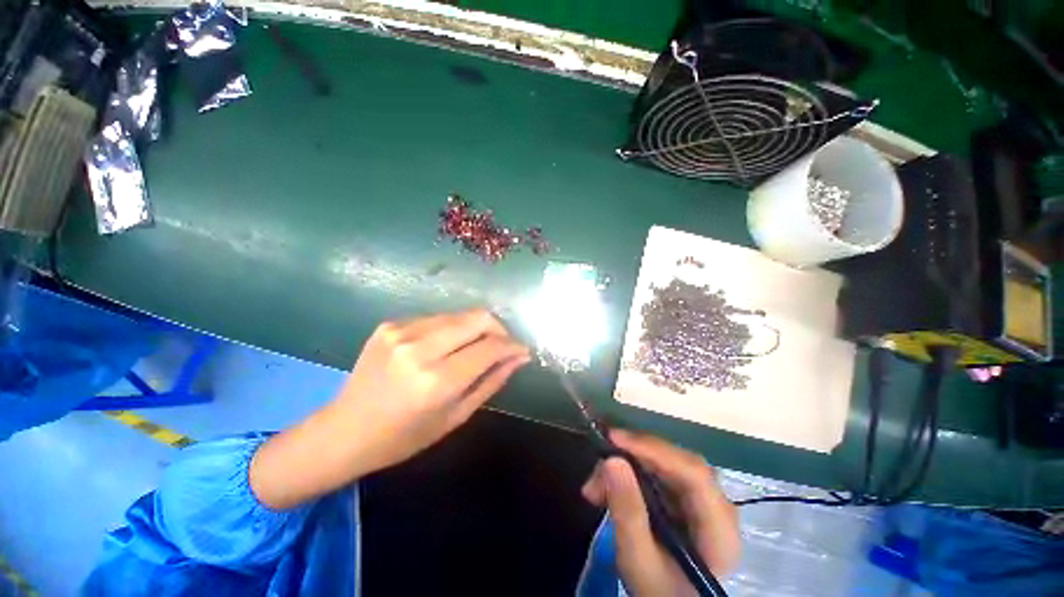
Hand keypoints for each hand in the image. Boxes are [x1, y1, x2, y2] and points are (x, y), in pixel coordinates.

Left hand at [333, 309, 529, 471]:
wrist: (344, 430)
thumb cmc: (405, 436)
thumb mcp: (456, 416)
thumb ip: (492, 381)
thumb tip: (519, 358)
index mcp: (437, 380)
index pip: (490, 347)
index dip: (513, 346)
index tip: (522, 351)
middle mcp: (419, 348)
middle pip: (478, 317)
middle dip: (499, 329)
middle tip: (502, 345)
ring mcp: (401, 331)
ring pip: (460, 314)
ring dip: (476, 328)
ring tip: (476, 347)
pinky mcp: (390, 324)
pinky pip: (437, 318)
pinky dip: (452, 329)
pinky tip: (446, 346)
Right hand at [582, 430, 739, 595]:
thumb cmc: (659, 590)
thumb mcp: (638, 560)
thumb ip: (627, 512)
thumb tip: (611, 460)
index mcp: (719, 528)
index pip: (693, 474)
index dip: (654, 449)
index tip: (614, 439)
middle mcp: (717, 505)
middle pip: (677, 462)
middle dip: (633, 456)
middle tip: (598, 464)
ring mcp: (701, 498)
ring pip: (663, 462)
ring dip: (626, 464)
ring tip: (595, 485)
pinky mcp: (684, 496)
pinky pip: (656, 471)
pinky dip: (629, 473)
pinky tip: (608, 486)